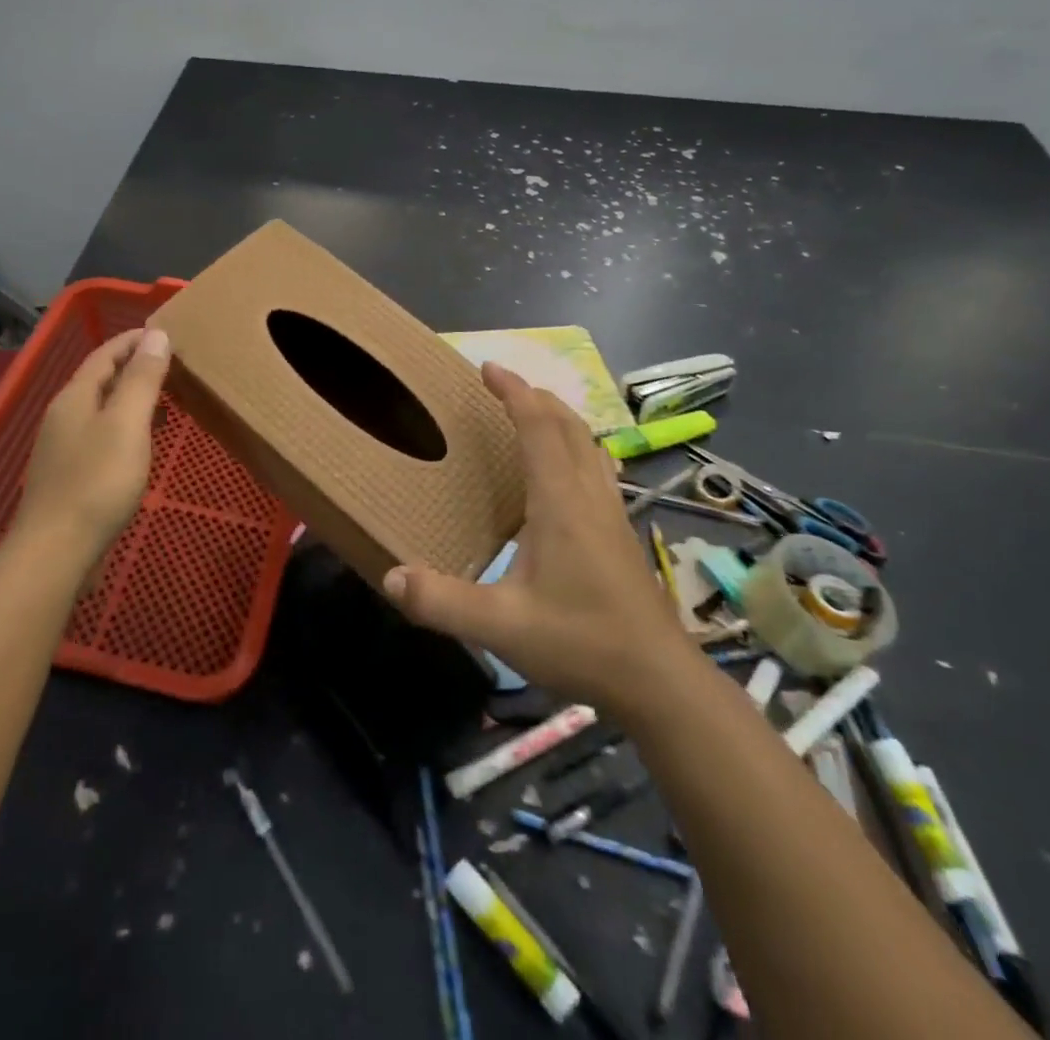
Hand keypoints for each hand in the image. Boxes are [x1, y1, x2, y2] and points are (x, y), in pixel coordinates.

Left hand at [10, 327, 171, 579]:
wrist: (56, 551)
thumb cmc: (97, 481)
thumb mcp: (127, 423)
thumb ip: (142, 378)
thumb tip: (156, 334)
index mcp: (75, 397)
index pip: (105, 354)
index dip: (134, 340)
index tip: (165, 332)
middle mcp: (64, 416)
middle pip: (101, 380)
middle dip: (135, 368)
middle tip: (173, 365)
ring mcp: (64, 448)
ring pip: (102, 409)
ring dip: (132, 399)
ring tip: (167, 401)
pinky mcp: (71, 476)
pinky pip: (102, 436)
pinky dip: (127, 427)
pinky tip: (144, 443)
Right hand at [380, 362, 682, 706]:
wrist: (659, 681)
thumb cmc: (581, 642)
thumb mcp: (501, 626)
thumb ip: (442, 602)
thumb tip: (390, 575)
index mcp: (560, 502)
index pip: (538, 426)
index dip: (513, 391)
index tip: (487, 367)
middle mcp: (588, 495)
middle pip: (568, 425)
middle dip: (535, 396)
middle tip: (502, 387)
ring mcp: (611, 512)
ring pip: (587, 444)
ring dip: (558, 419)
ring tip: (529, 417)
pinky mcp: (620, 533)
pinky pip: (595, 468)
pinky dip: (573, 448)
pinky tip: (559, 476)